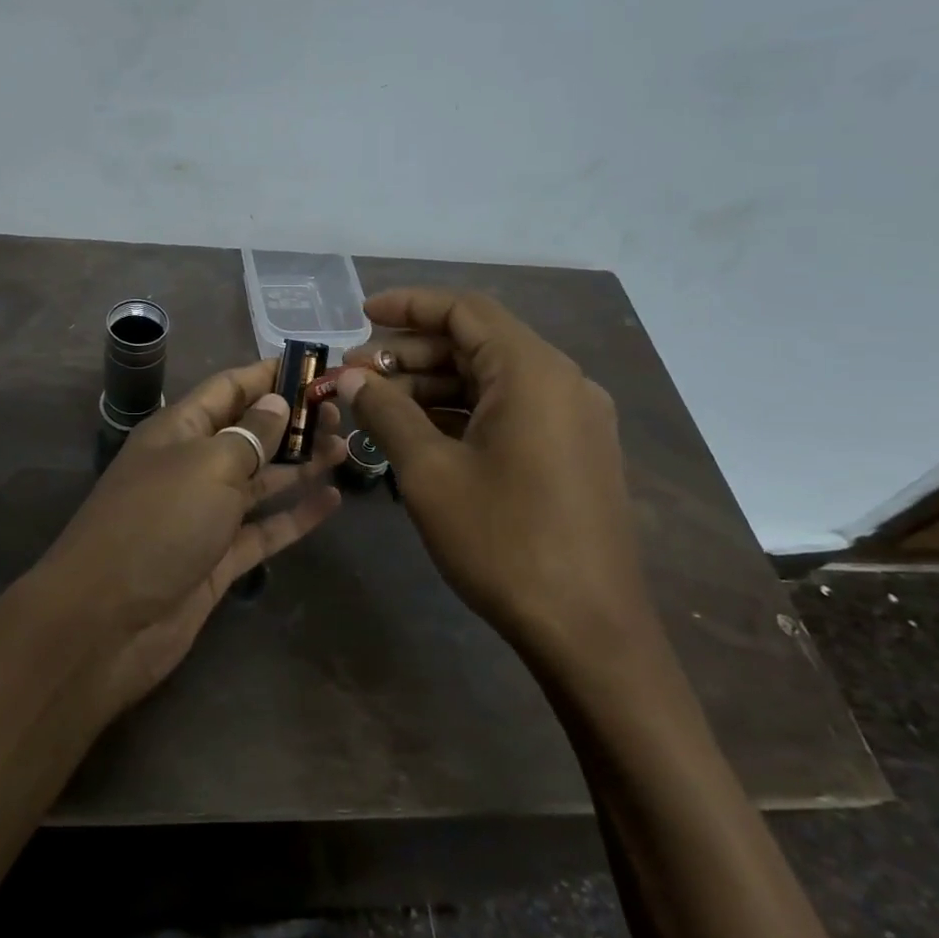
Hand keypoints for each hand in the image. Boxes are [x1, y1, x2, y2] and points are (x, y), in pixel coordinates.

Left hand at [35, 359, 344, 713]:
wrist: (108, 622)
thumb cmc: (158, 523)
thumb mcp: (207, 465)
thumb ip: (249, 434)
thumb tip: (275, 402)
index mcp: (178, 430)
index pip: (229, 388)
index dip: (269, 375)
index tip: (316, 367)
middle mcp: (192, 466)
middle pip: (249, 433)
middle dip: (292, 421)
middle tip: (343, 414)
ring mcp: (205, 514)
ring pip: (260, 480)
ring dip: (300, 464)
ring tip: (346, 447)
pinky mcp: (219, 558)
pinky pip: (264, 529)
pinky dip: (295, 515)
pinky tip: (332, 500)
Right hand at [334, 288, 657, 677]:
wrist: (588, 631)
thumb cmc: (503, 541)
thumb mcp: (430, 472)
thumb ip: (386, 412)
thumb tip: (350, 377)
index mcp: (532, 372)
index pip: (464, 311)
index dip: (407, 306)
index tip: (359, 316)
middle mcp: (561, 382)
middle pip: (476, 344)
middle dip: (411, 354)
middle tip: (356, 376)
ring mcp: (573, 418)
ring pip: (490, 380)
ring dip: (433, 386)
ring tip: (377, 407)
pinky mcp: (573, 451)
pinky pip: (509, 411)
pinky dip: (462, 413)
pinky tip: (420, 435)